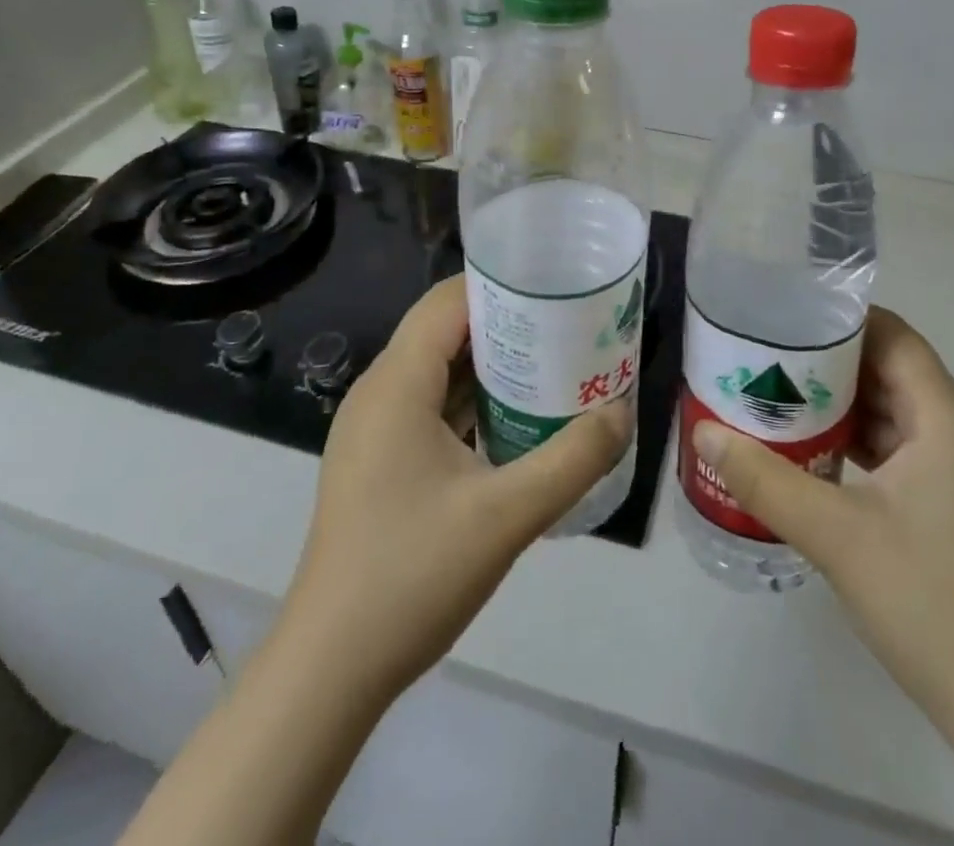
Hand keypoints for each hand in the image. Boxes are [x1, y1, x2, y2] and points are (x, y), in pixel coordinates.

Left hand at [282, 276, 634, 705]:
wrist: (330, 668)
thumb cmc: (412, 576)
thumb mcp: (507, 516)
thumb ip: (573, 458)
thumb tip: (623, 414)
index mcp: (397, 384)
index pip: (448, 302)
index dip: (502, 285)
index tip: (557, 287)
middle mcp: (380, 393)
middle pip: (446, 330)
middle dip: (508, 323)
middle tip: (570, 327)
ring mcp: (375, 430)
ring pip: (439, 370)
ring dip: (493, 365)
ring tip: (556, 365)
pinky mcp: (379, 461)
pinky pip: (431, 407)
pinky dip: (474, 401)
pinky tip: (519, 420)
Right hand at [691, 307, 953, 745]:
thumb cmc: (928, 602)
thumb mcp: (835, 535)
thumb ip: (764, 479)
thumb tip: (704, 432)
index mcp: (948, 420)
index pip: (896, 337)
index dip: (842, 320)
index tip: (786, 318)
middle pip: (893, 370)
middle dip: (831, 361)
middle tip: (768, 357)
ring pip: (896, 410)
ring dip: (843, 403)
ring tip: (780, 396)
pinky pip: (903, 448)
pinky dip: (860, 440)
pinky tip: (815, 452)